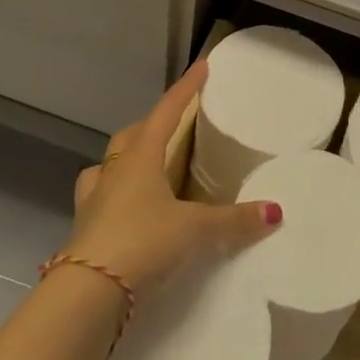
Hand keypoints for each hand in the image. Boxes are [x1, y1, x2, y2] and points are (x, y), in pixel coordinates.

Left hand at [67, 63, 280, 293]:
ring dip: (124, 161)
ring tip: (143, 168)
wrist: (87, 292)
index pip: (166, 112)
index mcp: (140, 158)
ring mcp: (93, 201)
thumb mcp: (195, 230)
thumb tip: (275, 212)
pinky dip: (114, 198)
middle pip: (131, 135)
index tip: (201, 67)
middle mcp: (113, 172)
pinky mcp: (84, 230)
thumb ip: (234, 220)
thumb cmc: (142, 242)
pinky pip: (99, 200)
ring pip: (107, 166)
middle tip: (174, 126)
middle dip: (152, 125)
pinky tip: (126, 211)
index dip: (186, 89)